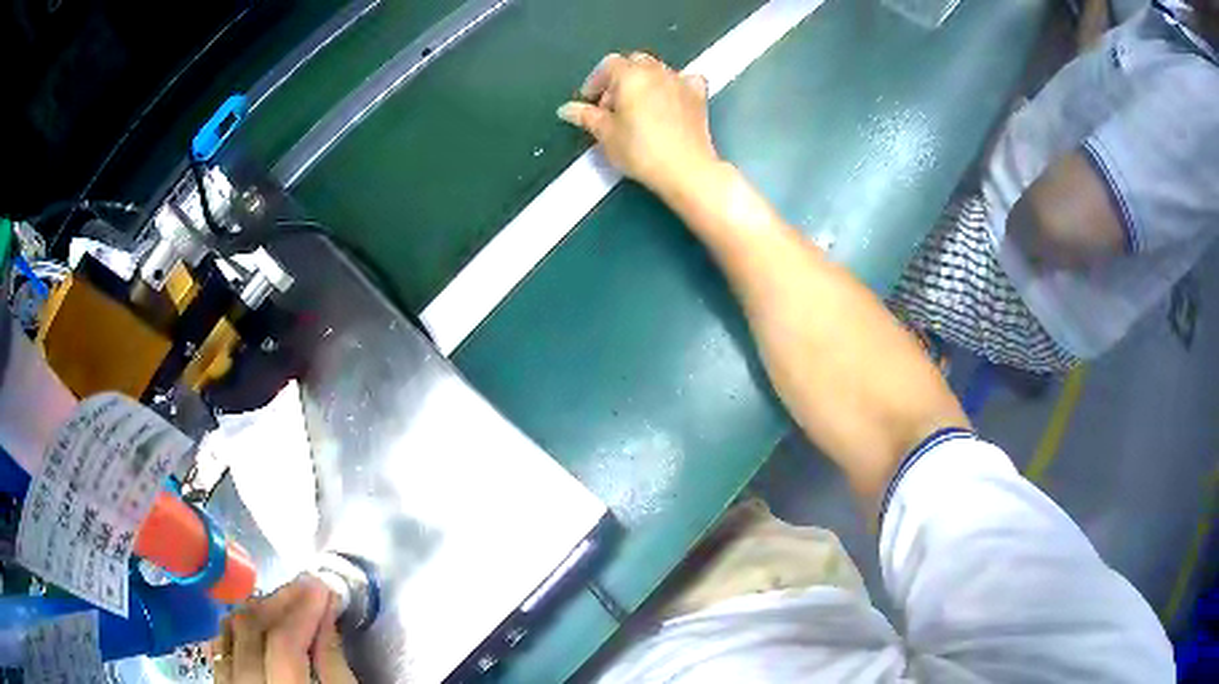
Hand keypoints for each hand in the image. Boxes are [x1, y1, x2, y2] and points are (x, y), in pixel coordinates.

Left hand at [211, 575, 355, 683]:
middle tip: (303, 586)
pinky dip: (234, 628)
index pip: (284, 643)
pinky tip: (249, 620)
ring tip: (280, 600)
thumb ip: (333, 665)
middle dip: (279, 601)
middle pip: (251, 631)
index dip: (302, 610)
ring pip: (228, 633)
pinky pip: (218, 648)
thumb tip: (325, 614)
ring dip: (255, 610)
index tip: (321, 586)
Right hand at [558, 52, 719, 197]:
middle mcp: (657, 71)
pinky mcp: (699, 96)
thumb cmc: (640, 150)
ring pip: (658, 69)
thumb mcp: (606, 135)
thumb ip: (586, 116)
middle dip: (620, 79)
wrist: (685, 168)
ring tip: (638, 107)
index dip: (596, 81)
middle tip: (612, 106)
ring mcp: (680, 81)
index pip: (608, 65)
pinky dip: (674, 85)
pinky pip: (685, 80)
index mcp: (631, 75)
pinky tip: (670, 98)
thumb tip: (566, 109)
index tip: (589, 102)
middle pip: (634, 63)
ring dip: (644, 81)